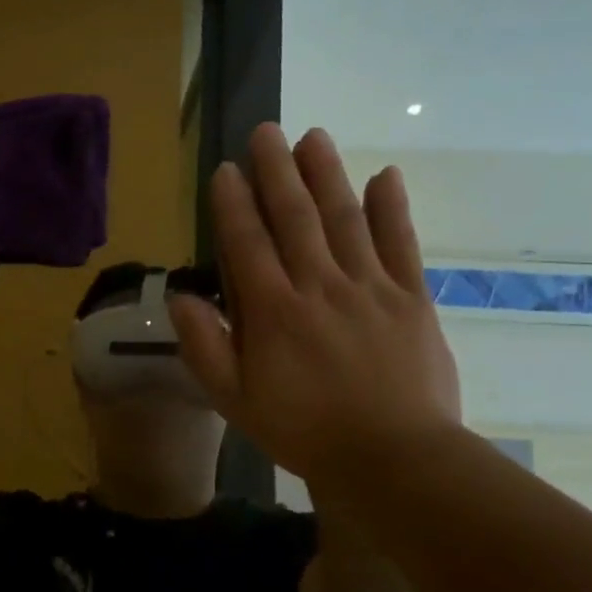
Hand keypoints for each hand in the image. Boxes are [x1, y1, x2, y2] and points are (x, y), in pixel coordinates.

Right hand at [170, 125, 462, 486]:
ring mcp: (369, 288)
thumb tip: (180, 297)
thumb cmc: (303, 431)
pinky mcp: (411, 299)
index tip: (226, 168)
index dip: (234, 203)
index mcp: (273, 311)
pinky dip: (393, 209)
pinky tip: (385, 176)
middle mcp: (319, 286)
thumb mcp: (234, 400)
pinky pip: (401, 245)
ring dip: (326, 175)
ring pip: (345, 219)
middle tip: (266, 130)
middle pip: (295, 217)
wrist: (393, 461)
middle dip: (277, 171)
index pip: (247, 243)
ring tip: (313, 137)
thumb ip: (204, 346)